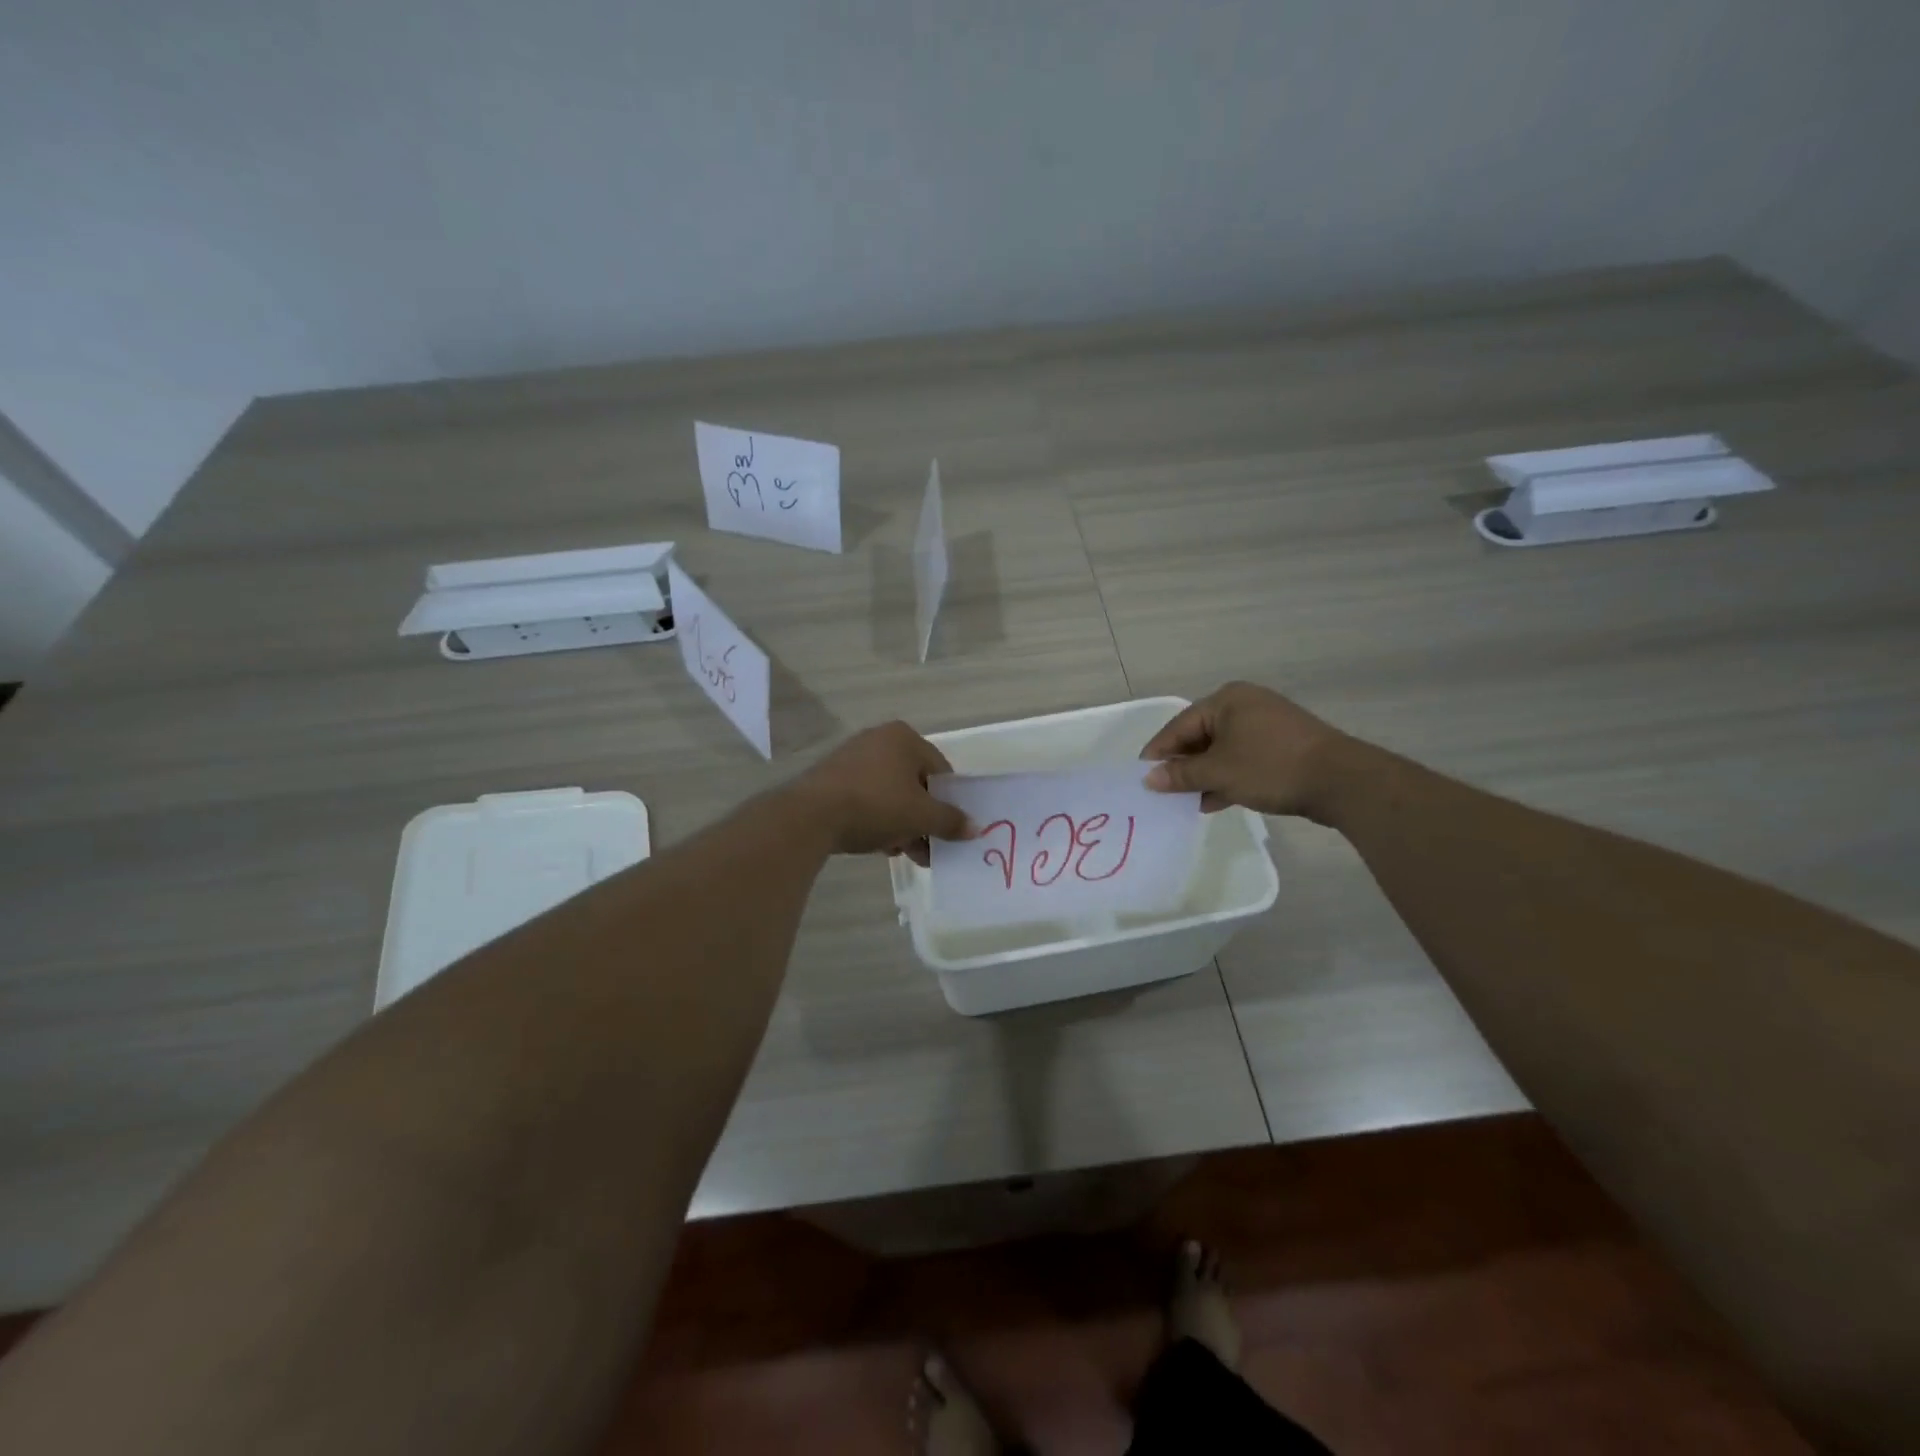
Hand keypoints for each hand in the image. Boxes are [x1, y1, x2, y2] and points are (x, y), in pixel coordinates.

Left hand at [790, 721, 973, 864]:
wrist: (811, 815)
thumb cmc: (876, 805)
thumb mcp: (921, 816)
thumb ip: (950, 821)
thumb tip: (975, 828)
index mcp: (904, 738)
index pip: (941, 770)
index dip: (949, 802)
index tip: (949, 829)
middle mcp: (879, 739)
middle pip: (915, 783)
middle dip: (924, 819)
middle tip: (929, 848)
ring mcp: (853, 758)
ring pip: (891, 794)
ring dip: (903, 824)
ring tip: (906, 853)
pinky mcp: (832, 778)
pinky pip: (867, 798)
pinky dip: (878, 819)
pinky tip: (880, 846)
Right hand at [1140, 682, 1351, 819]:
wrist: (1341, 781)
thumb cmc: (1271, 766)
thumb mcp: (1219, 772)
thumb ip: (1181, 775)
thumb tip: (1149, 779)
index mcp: (1227, 700)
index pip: (1180, 724)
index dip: (1160, 751)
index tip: (1142, 775)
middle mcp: (1245, 705)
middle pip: (1200, 736)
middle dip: (1183, 765)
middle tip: (1163, 790)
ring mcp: (1266, 726)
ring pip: (1222, 750)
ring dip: (1204, 775)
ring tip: (1185, 801)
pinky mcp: (1282, 747)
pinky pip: (1242, 759)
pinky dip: (1226, 777)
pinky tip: (1214, 801)